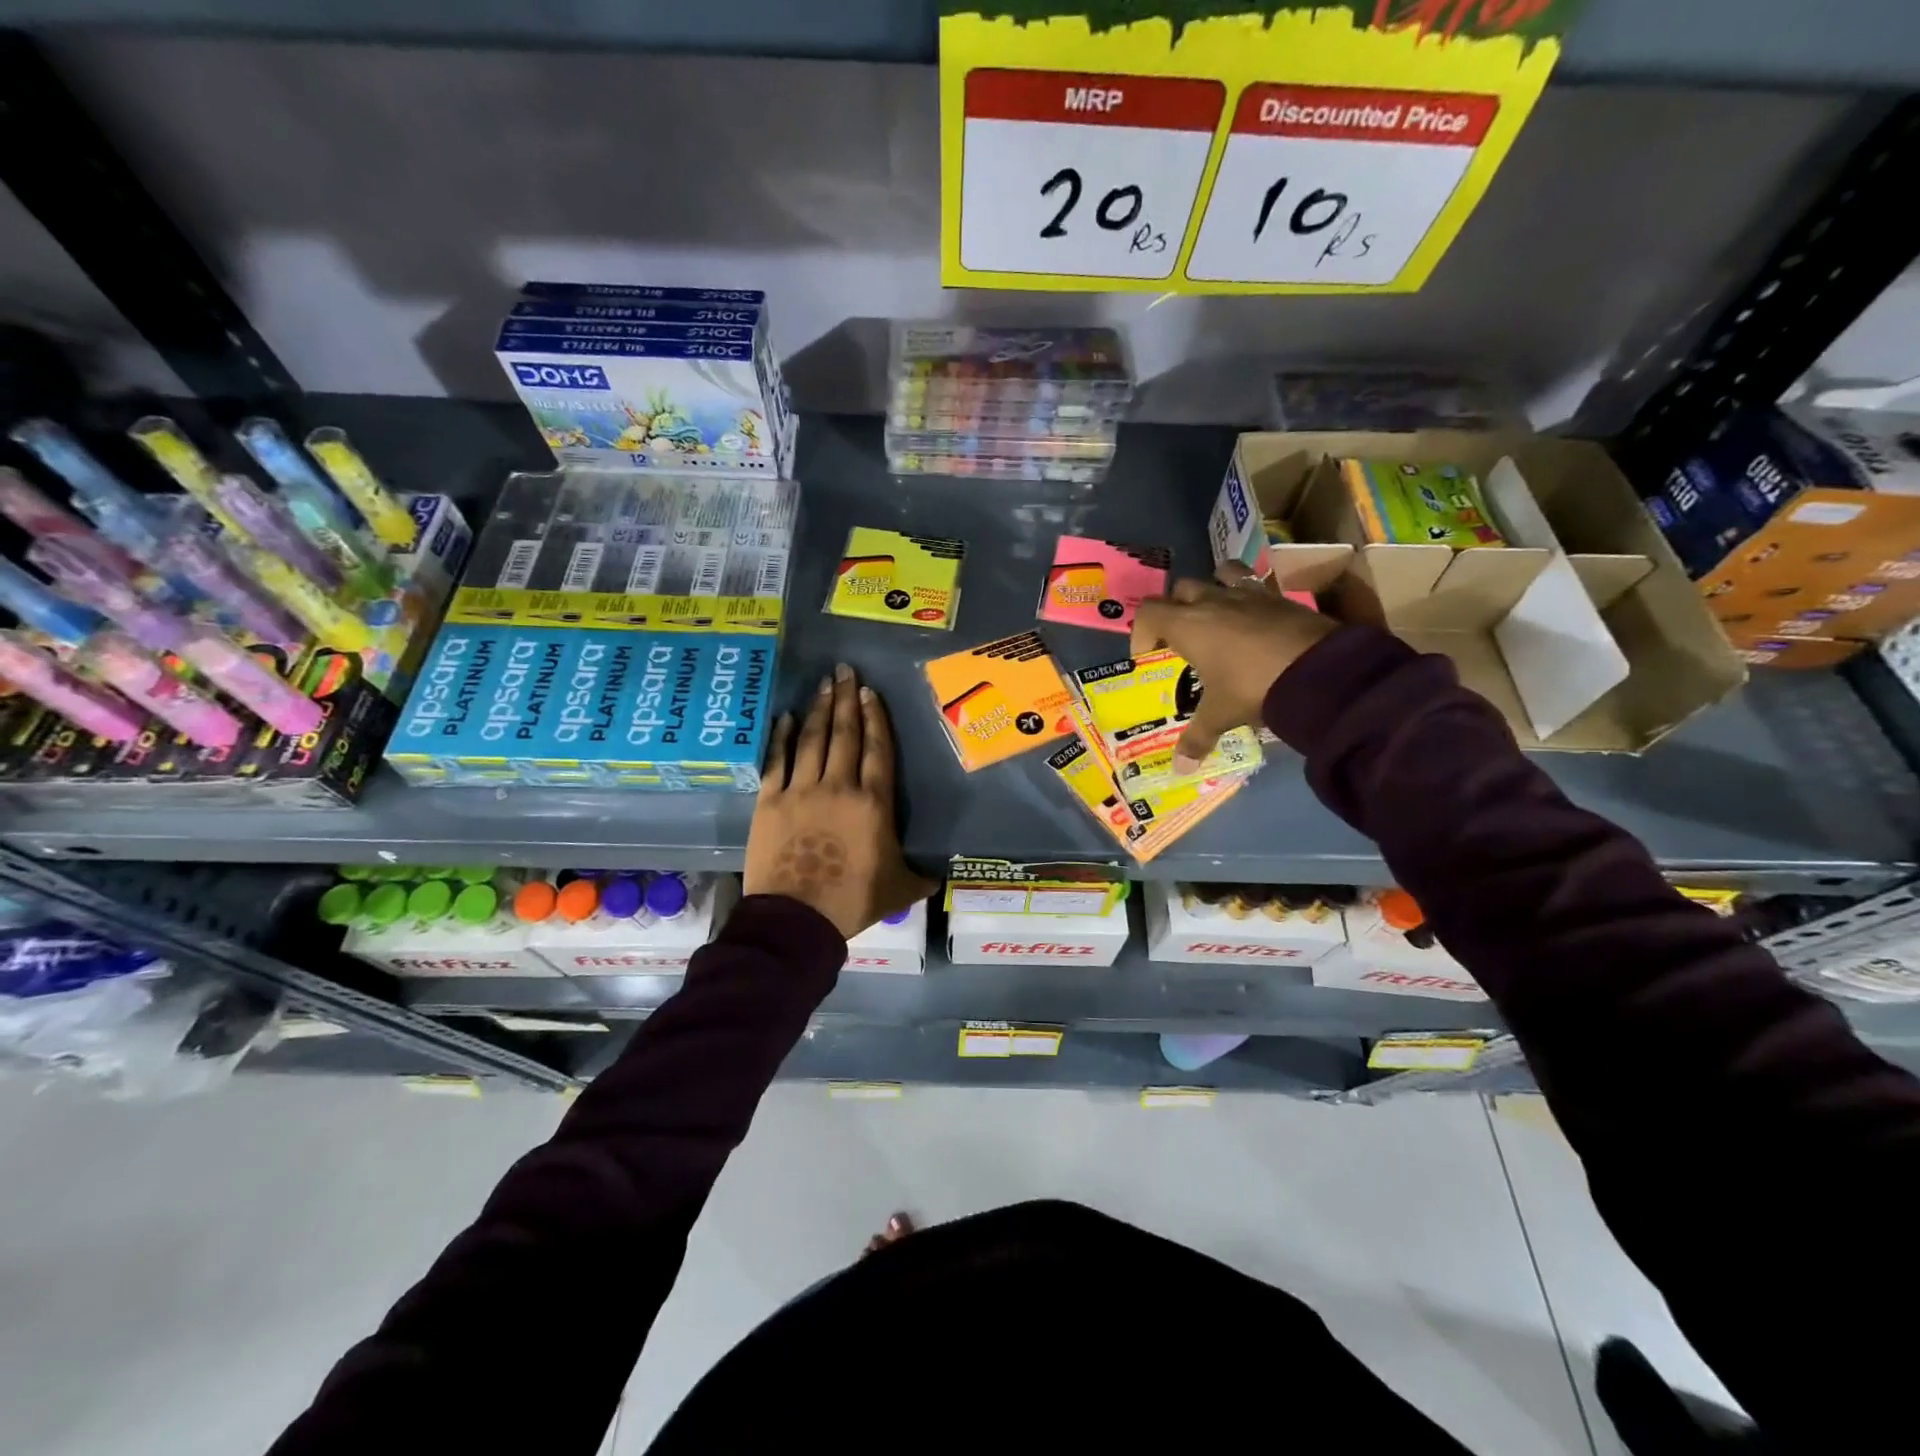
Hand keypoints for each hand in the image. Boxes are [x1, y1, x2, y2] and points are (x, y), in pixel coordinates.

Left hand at [744, 663, 936, 940]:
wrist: (797, 918)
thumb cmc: (852, 901)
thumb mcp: (898, 889)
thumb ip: (920, 877)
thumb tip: (940, 877)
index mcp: (873, 803)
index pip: (877, 749)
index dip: (875, 718)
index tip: (870, 693)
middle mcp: (839, 786)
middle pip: (845, 734)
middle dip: (847, 699)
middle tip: (846, 670)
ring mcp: (801, 790)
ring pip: (813, 740)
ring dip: (820, 709)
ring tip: (824, 683)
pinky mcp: (770, 802)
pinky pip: (777, 760)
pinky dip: (782, 737)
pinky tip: (786, 717)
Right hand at [1132, 563, 1335, 774]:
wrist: (1320, 670)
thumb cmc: (1253, 686)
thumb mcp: (1221, 714)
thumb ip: (1197, 737)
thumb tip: (1180, 768)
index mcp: (1187, 625)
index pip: (1148, 613)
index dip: (1141, 632)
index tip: (1149, 656)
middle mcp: (1212, 601)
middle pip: (1180, 590)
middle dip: (1175, 609)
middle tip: (1182, 639)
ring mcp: (1248, 595)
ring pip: (1219, 574)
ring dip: (1212, 589)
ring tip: (1217, 616)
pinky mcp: (1279, 597)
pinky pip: (1255, 586)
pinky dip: (1249, 598)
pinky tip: (1255, 623)